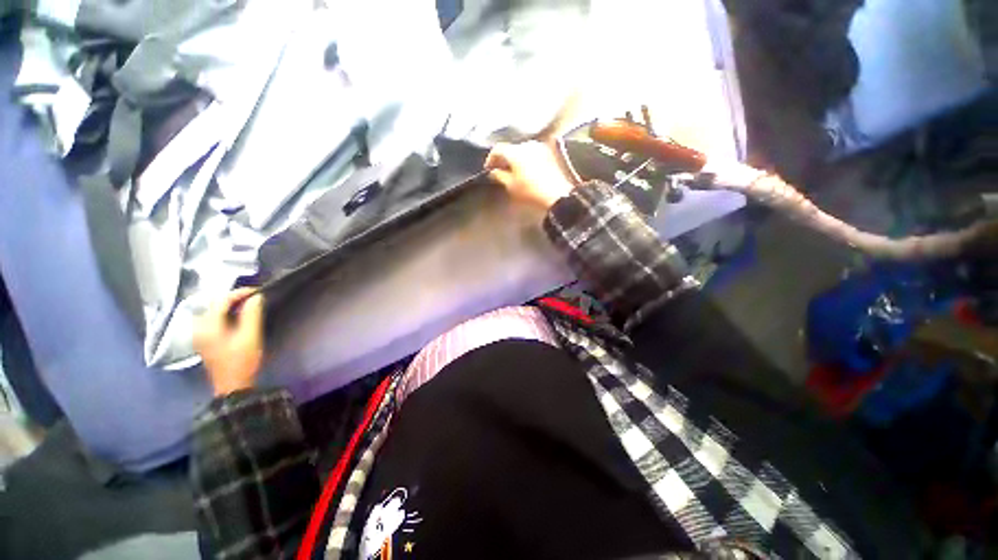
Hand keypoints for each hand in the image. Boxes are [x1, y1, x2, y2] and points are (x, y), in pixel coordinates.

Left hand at [194, 288, 265, 396]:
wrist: (233, 386)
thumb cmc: (242, 360)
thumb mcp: (250, 336)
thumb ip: (252, 314)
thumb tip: (256, 297)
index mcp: (207, 326)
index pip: (221, 300)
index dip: (240, 293)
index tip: (258, 290)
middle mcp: (198, 327)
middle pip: (214, 305)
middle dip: (234, 298)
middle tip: (254, 298)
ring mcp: (199, 335)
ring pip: (213, 312)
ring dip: (229, 306)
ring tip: (248, 305)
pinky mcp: (204, 340)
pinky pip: (212, 320)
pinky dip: (225, 314)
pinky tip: (237, 317)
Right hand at [485, 141, 575, 209]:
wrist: (559, 196)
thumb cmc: (531, 193)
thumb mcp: (511, 187)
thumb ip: (500, 176)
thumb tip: (494, 171)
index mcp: (515, 151)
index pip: (498, 149)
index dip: (491, 159)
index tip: (488, 169)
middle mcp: (528, 144)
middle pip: (511, 148)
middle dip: (504, 158)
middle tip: (500, 170)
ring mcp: (541, 148)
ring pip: (523, 150)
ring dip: (516, 158)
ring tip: (514, 171)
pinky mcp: (551, 153)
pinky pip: (534, 154)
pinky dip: (527, 160)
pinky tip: (527, 171)